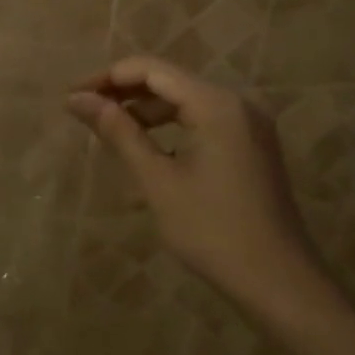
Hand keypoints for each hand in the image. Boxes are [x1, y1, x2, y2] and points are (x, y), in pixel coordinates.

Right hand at [67, 56, 343, 332]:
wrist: (281, 285)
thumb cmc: (213, 232)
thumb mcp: (158, 181)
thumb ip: (118, 132)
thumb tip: (77, 99)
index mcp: (216, 104)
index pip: (151, 69)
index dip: (108, 78)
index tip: (72, 97)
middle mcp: (236, 102)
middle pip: (169, 80)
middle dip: (124, 93)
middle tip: (84, 113)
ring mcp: (248, 124)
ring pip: (185, 100)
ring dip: (145, 110)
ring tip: (108, 130)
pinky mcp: (251, 145)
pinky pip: (202, 120)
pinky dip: (170, 126)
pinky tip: (147, 147)